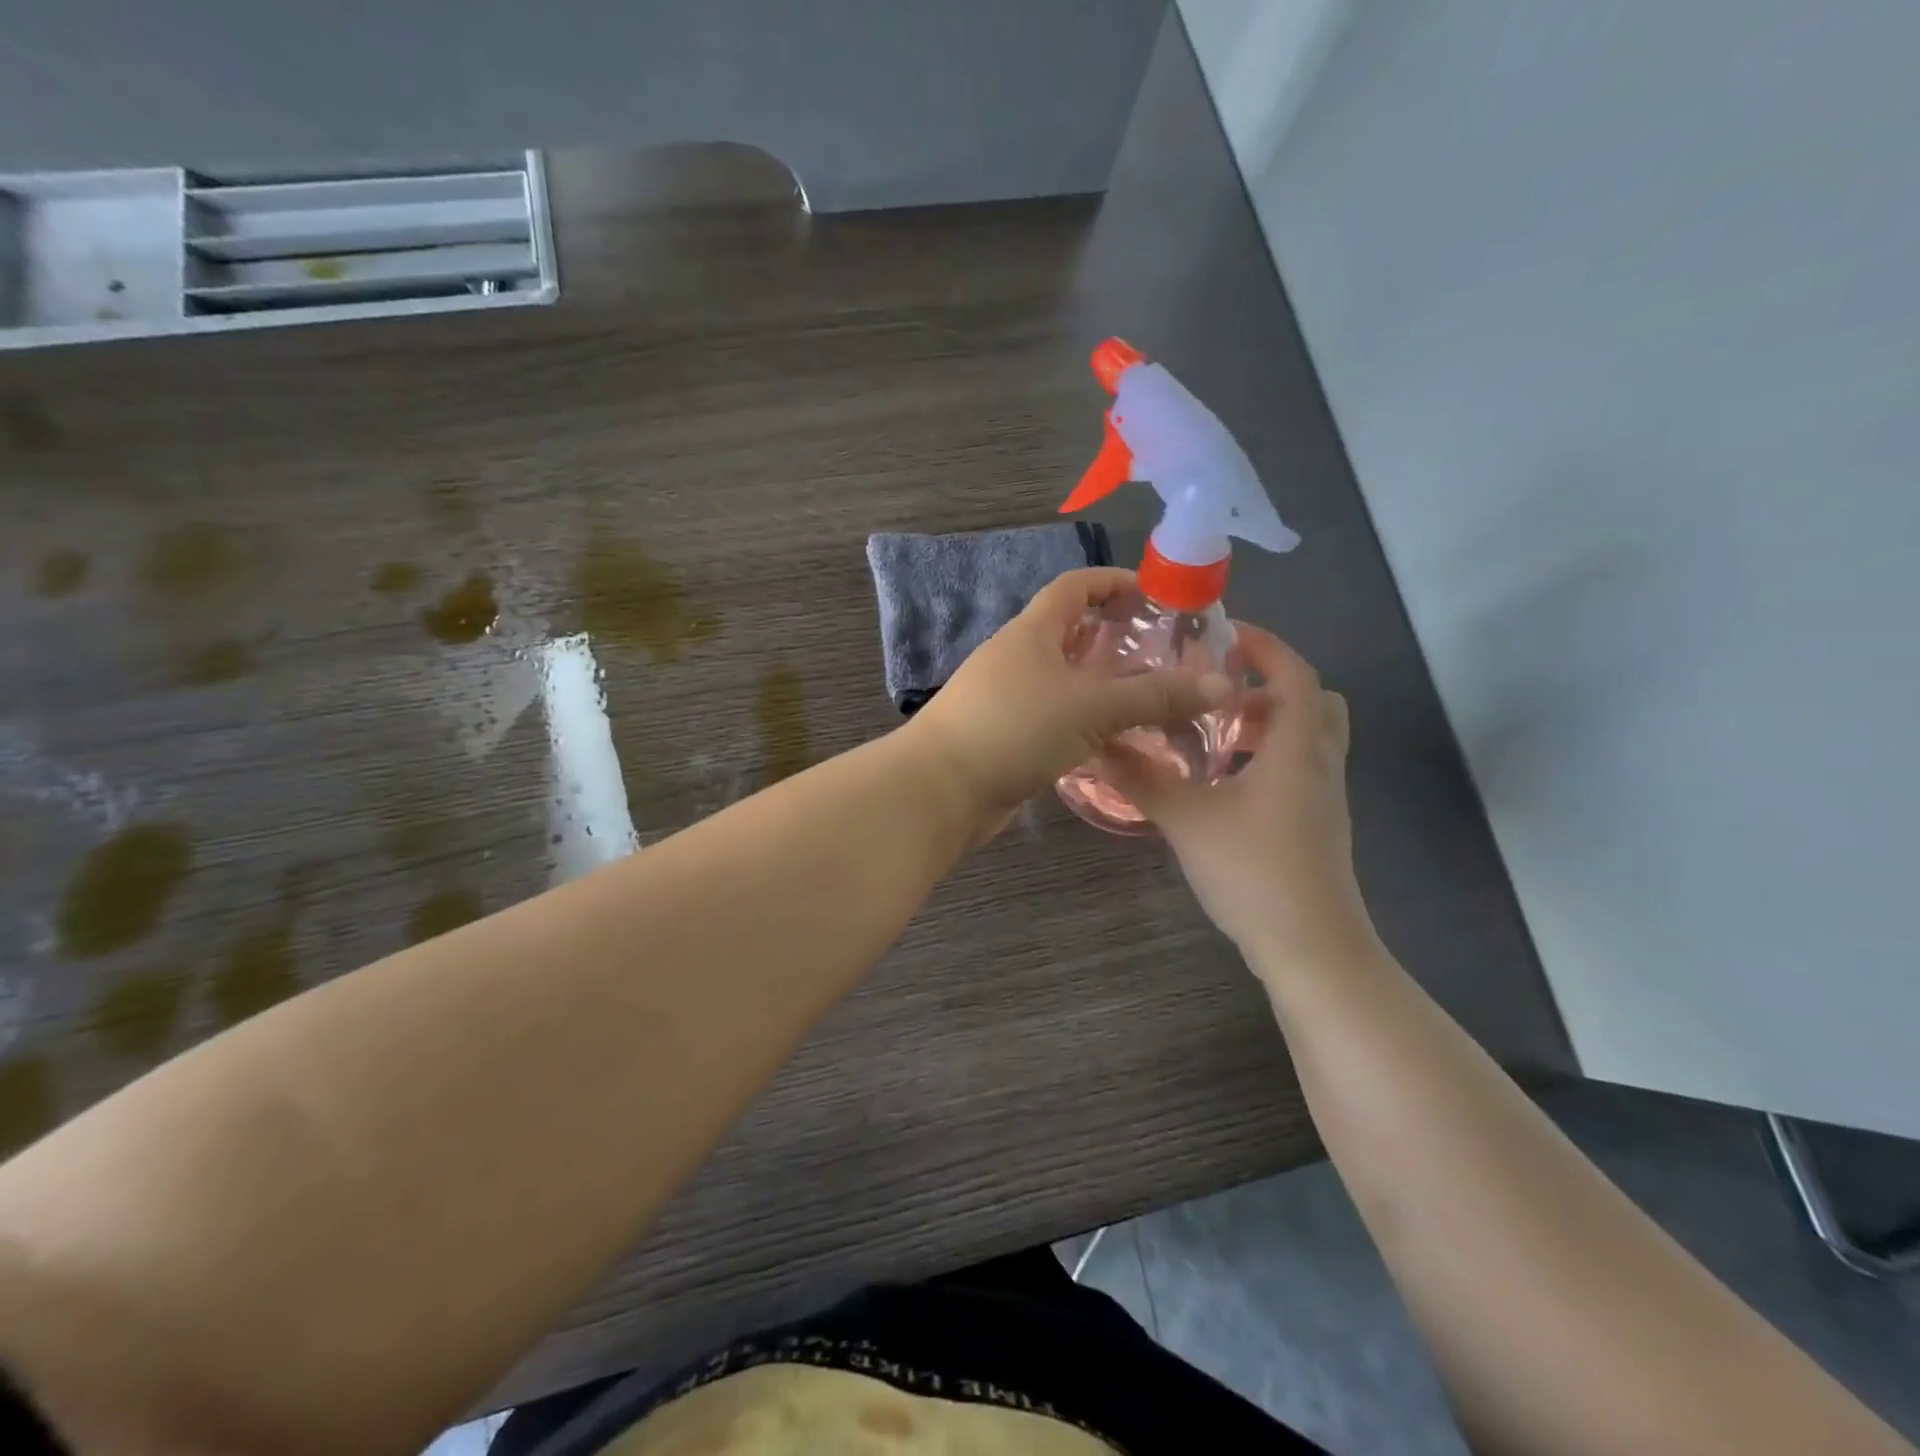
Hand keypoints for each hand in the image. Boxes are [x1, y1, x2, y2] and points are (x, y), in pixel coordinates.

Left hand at [906, 568, 1231, 837]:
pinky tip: (1109, 739)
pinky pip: (1051, 716)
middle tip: (1161, 653)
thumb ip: (1156, 696)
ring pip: (1061, 679)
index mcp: (1031, 632)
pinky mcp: (1003, 735)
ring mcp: (1005, 697)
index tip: (1153, 595)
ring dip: (1098, 683)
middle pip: (1068, 632)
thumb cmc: (1014, 729)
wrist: (940, 790)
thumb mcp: (1092, 707)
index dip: (1113, 582)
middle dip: (1112, 637)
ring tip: (1146, 697)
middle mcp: (1016, 657)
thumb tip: (1224, 685)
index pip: (1074, 587)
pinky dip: (1080, 719)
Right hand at [1109, 624, 1377, 970]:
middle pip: (1313, 701)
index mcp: (1297, 749)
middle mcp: (1320, 764)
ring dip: (1268, 722)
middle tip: (1219, 688)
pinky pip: (1300, 768)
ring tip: (1214, 732)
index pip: (1294, 674)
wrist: (1311, 947)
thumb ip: (1143, 779)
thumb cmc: (1254, 872)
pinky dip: (1269, 756)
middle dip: (1268, 684)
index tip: (1222, 634)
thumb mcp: (1187, 820)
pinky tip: (1225, 782)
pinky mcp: (1318, 824)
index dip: (1264, 645)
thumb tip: (1097, 745)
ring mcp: (1325, 797)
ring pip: (1308, 737)